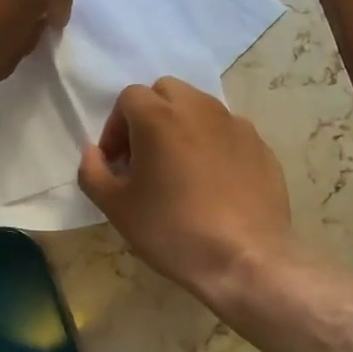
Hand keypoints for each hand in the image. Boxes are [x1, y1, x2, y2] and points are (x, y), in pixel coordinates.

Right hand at [77, 78, 293, 303]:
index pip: (128, 98)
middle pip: (166, 91)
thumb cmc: (172, 230)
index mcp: (159, 117)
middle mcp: (199, 109)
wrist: (245, 260)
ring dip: (182, 126)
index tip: (117, 163)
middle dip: (149, 115)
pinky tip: (213, 183)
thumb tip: (93, 152)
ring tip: (180, 168)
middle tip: (145, 156)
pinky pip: (227, 132)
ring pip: (200, 108)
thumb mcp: (116, 207)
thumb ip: (93, 171)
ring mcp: (235, 125)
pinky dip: (213, 144)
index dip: (116, 127)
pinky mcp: (260, 146)